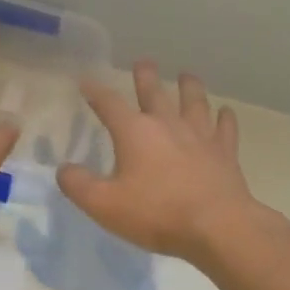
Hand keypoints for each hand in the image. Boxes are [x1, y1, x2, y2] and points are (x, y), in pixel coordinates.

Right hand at [59, 61, 263, 266]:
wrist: (217, 226)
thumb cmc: (156, 214)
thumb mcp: (104, 205)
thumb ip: (79, 185)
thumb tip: (64, 169)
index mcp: (135, 132)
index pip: (109, 103)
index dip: (95, 91)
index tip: (86, 81)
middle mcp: (167, 124)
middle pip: (154, 92)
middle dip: (145, 77)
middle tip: (143, 63)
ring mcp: (200, 135)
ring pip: (194, 102)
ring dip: (189, 87)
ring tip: (186, 76)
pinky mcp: (225, 152)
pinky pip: (225, 128)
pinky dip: (225, 118)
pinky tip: (225, 112)